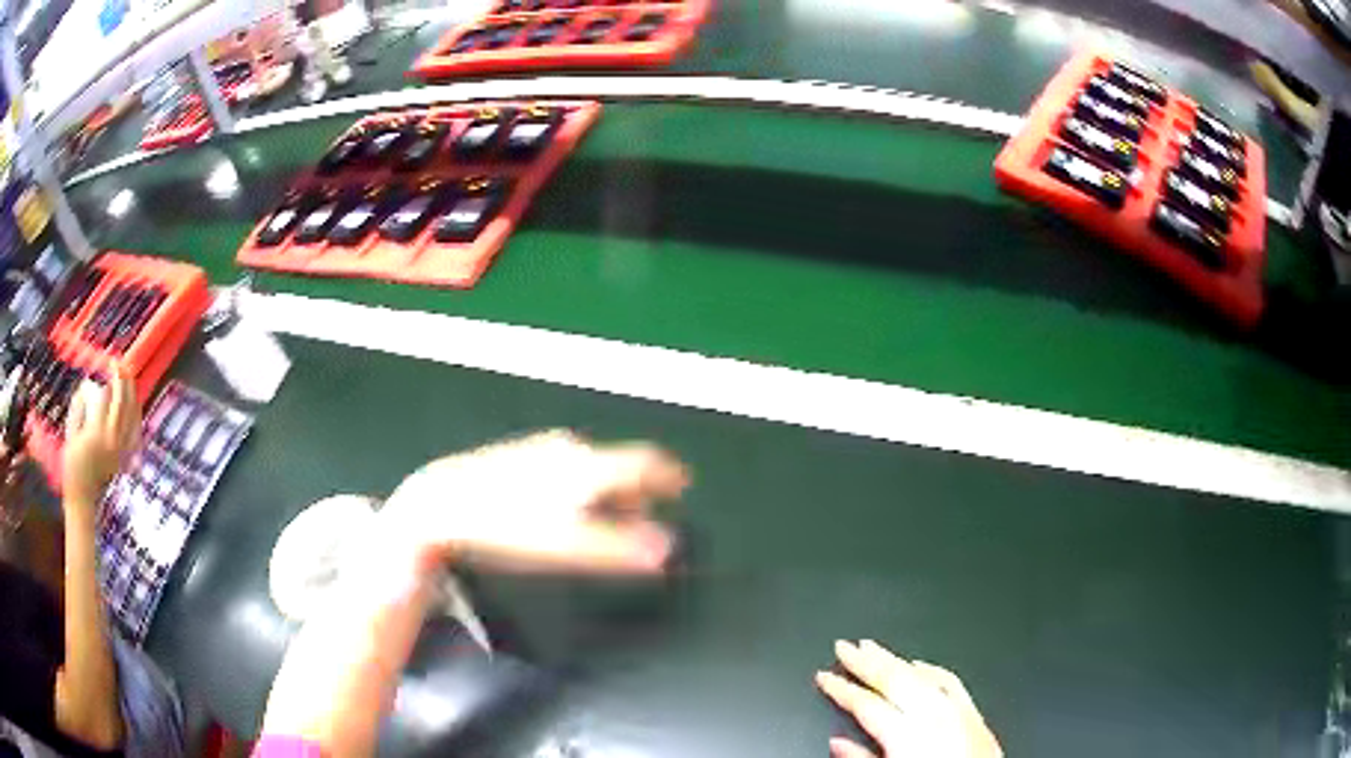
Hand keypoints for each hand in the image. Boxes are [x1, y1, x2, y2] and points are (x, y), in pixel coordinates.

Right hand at [63, 371, 139, 513]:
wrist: (82, 497)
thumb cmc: (72, 464)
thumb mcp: (71, 432)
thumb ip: (79, 407)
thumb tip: (87, 385)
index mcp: (96, 433)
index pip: (106, 397)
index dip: (106, 380)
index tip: (106, 365)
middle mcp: (112, 440)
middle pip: (122, 403)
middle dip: (122, 380)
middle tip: (120, 363)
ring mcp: (120, 450)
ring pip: (132, 416)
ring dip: (131, 394)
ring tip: (129, 377)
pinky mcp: (124, 459)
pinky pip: (135, 432)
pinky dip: (136, 415)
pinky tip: (135, 404)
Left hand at [383, 430, 688, 574]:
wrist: (444, 502)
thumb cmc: (507, 526)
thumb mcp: (564, 544)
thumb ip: (619, 547)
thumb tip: (668, 549)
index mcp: (588, 465)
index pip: (645, 462)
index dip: (669, 475)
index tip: (682, 486)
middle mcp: (571, 449)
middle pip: (619, 467)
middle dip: (637, 494)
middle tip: (640, 524)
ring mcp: (544, 449)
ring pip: (592, 467)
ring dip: (607, 492)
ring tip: (603, 522)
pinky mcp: (523, 455)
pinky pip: (567, 467)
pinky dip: (581, 487)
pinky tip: (562, 510)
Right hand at [816, 640, 1001, 757]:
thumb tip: (837, 743)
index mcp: (907, 735)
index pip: (866, 704)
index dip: (841, 689)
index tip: (824, 675)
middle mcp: (933, 715)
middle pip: (893, 679)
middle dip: (865, 661)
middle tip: (843, 645)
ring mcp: (956, 708)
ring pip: (920, 673)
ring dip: (893, 658)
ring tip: (872, 646)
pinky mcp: (974, 711)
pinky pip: (951, 680)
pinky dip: (931, 669)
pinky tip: (919, 663)